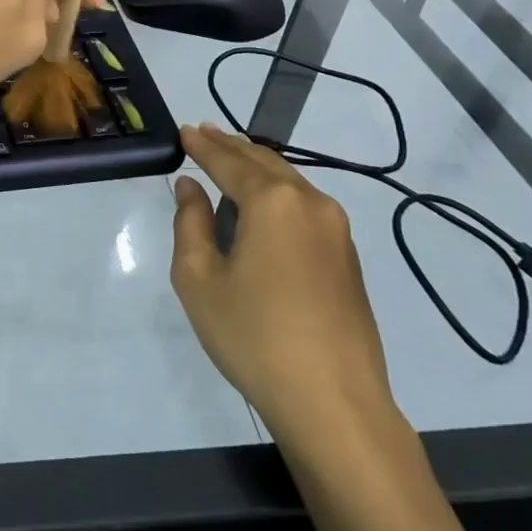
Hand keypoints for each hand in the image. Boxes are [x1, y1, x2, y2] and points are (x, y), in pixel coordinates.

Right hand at [170, 124, 396, 448]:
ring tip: (229, 159)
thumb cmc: (253, 335)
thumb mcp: (199, 278)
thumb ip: (191, 223)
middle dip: (231, 147)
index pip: (229, 162)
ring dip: (257, 168)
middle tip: (204, 133)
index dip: (203, 146)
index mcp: (273, 201)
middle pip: (265, 162)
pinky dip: (277, 193)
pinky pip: (305, 207)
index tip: (184, 129)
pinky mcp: (348, 257)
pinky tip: (262, 203)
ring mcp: (337, 230)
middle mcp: (311, 203)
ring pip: (290, 182)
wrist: (333, 401)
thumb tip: (191, 187)